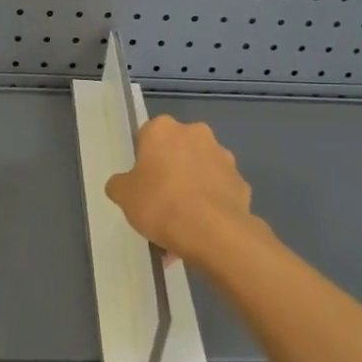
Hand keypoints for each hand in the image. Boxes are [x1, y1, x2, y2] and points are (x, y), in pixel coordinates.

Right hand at [105, 116, 259, 268]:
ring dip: (191, 190)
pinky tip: (200, 231)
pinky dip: (210, 206)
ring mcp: (223, 157)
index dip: (142, 161)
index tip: (140, 183)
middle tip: (159, 203)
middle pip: (176, 151)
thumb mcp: (123, 196)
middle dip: (170, 172)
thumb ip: (120, 184)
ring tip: (181, 226)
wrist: (212, 231)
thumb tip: (123, 184)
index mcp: (163, 129)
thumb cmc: (159, 203)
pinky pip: (218, 192)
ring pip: (200, 172)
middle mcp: (196, 134)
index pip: (146, 137)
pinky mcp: (241, 182)